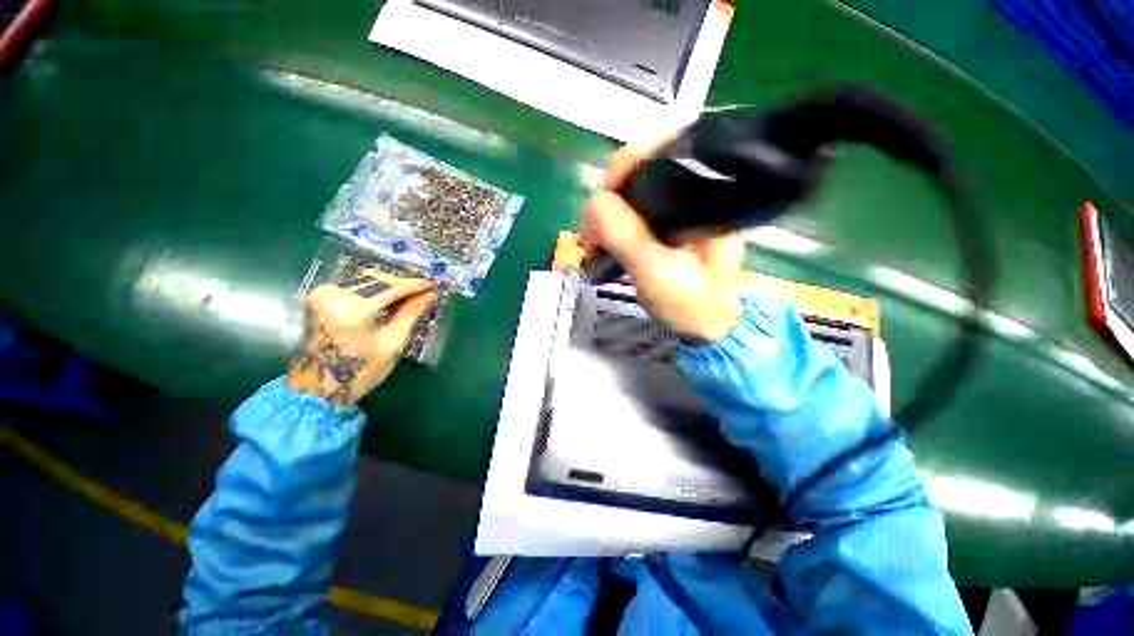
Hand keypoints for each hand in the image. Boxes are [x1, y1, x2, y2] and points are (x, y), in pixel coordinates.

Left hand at [288, 270, 434, 403]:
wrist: (316, 388)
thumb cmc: (359, 372)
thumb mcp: (392, 344)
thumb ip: (410, 314)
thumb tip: (429, 295)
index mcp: (352, 310)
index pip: (391, 288)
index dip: (415, 285)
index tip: (433, 284)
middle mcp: (334, 295)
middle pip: (377, 279)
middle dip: (403, 283)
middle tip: (424, 290)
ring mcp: (322, 294)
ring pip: (366, 280)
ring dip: (389, 285)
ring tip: (410, 294)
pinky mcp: (318, 297)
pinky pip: (354, 285)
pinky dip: (374, 289)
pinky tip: (390, 297)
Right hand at [582, 139, 744, 342]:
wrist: (706, 328)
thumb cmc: (691, 305)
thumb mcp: (657, 274)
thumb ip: (627, 236)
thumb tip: (594, 202)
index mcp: (708, 196)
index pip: (667, 148)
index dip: (627, 164)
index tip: (602, 197)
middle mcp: (698, 192)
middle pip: (644, 169)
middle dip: (610, 197)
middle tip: (592, 233)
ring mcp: (682, 208)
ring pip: (635, 191)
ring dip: (608, 214)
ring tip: (593, 244)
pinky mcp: (670, 223)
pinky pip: (634, 211)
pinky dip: (614, 224)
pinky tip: (604, 243)